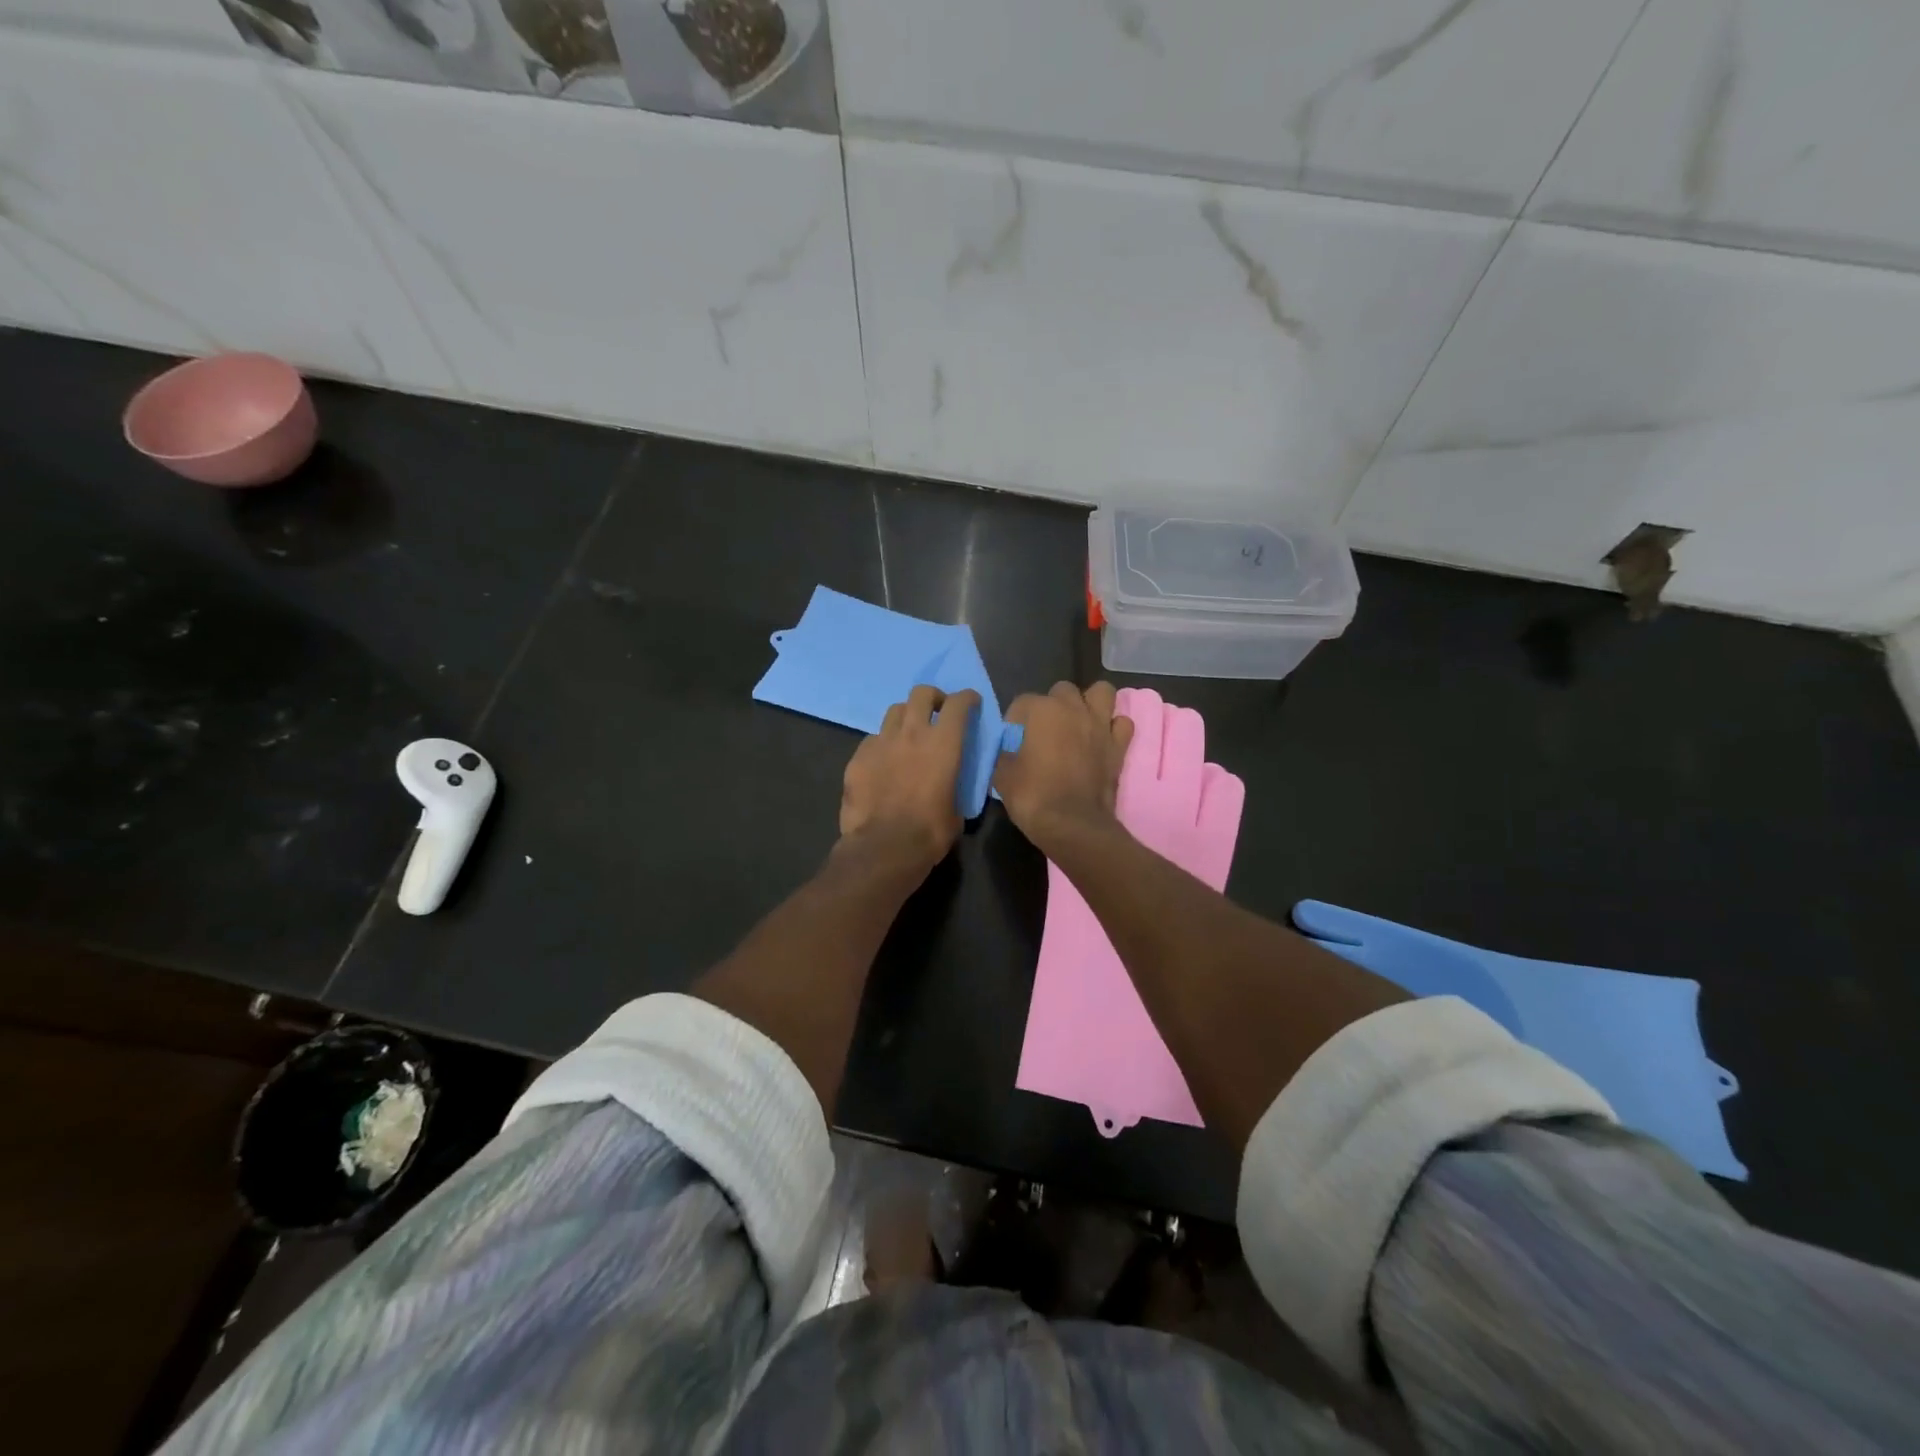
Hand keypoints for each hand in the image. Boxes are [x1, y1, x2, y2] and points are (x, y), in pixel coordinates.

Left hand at [839, 686, 978, 872]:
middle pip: (921, 693)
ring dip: (906, 717)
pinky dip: (883, 744)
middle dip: (933, 697)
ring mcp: (881, 742)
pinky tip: (884, 762)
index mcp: (943, 743)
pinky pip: (873, 740)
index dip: (967, 699)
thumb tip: (951, 786)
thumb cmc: (930, 832)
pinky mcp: (857, 757)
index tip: (971, 703)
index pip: (958, 704)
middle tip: (937, 711)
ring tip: (908, 735)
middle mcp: (912, 733)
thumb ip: (955, 786)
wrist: (883, 848)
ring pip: (894, 711)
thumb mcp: (957, 810)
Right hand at [994, 681, 1134, 850]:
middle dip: (1052, 705)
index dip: (1015, 721)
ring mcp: (1100, 725)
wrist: (1072, 824)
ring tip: (1079, 722)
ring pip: (1101, 692)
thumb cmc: (1032, 796)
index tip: (1013, 741)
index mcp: (1042, 710)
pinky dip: (1113, 727)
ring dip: (1090, 703)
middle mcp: (1073, 708)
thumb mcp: (1002, 774)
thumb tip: (1008, 748)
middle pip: (1062, 690)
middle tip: (1046, 730)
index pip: (1022, 702)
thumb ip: (1005, 752)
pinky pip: (1122, 723)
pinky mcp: (1119, 745)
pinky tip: (1102, 739)